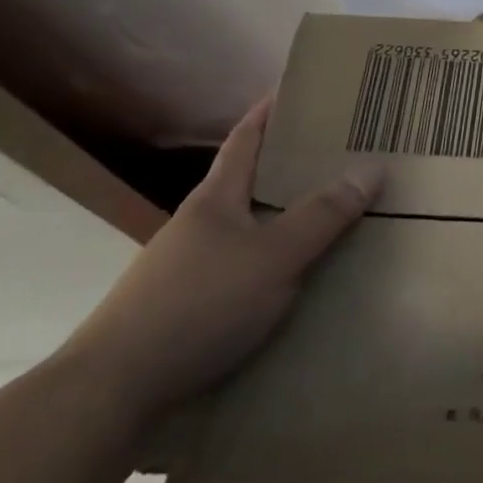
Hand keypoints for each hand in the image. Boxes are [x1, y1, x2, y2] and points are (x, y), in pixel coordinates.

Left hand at [55, 98, 380, 425]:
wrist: (111, 393)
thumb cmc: (199, 305)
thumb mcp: (274, 257)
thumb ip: (323, 216)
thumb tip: (371, 168)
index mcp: (216, 199)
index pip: (246, 139)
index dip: (270, 111)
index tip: (299, 89)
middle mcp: (198, 225)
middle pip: (248, 182)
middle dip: (289, 167)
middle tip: (338, 156)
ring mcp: (186, 268)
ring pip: (245, 229)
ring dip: (281, 218)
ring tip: (326, 218)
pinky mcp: (183, 309)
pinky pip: (240, 270)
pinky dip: (270, 263)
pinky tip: (291, 283)